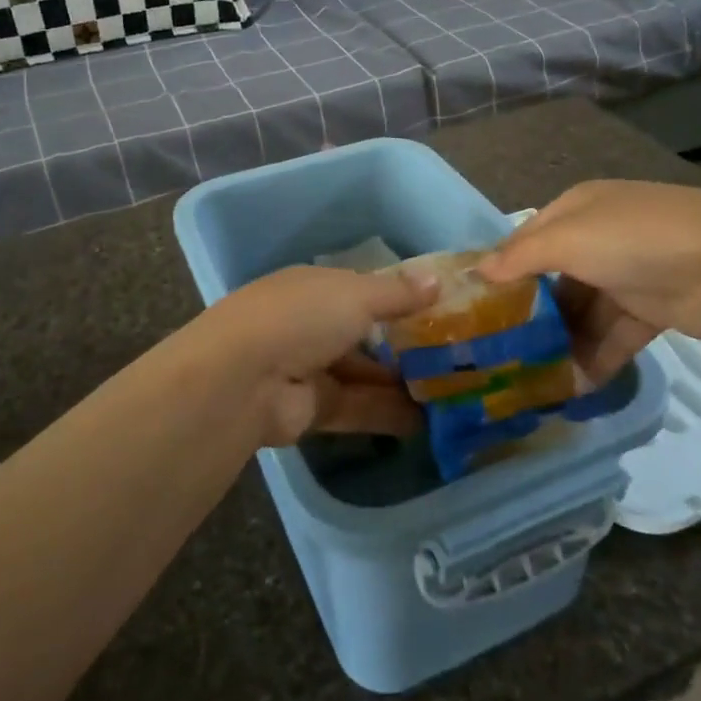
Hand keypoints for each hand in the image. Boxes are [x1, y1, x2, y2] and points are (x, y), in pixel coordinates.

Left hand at [195, 264, 439, 445]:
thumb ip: (397, 293)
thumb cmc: (301, 317)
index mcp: (316, 287)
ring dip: (402, 382)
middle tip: (457, 354)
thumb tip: (437, 280)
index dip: (401, 297)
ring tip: (452, 390)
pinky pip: (359, 409)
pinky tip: (429, 420)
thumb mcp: (355, 295)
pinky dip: (389, 413)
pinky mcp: (313, 410)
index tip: (444, 308)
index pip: (364, 289)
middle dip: (406, 344)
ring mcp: (311, 368)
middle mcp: (312, 324)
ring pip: (365, 374)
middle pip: (366, 334)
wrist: (243, 379)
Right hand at [478, 180, 700, 387]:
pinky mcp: (651, 309)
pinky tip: (575, 386)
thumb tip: (477, 271)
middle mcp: (600, 236)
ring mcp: (628, 273)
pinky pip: (613, 334)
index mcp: (578, 209)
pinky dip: (596, 357)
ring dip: (563, 342)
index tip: (478, 305)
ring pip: (584, 311)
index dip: (504, 268)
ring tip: (534, 378)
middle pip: (555, 278)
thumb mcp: (566, 240)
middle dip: (533, 312)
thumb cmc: (631, 240)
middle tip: (503, 349)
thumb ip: (519, 257)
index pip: (529, 238)